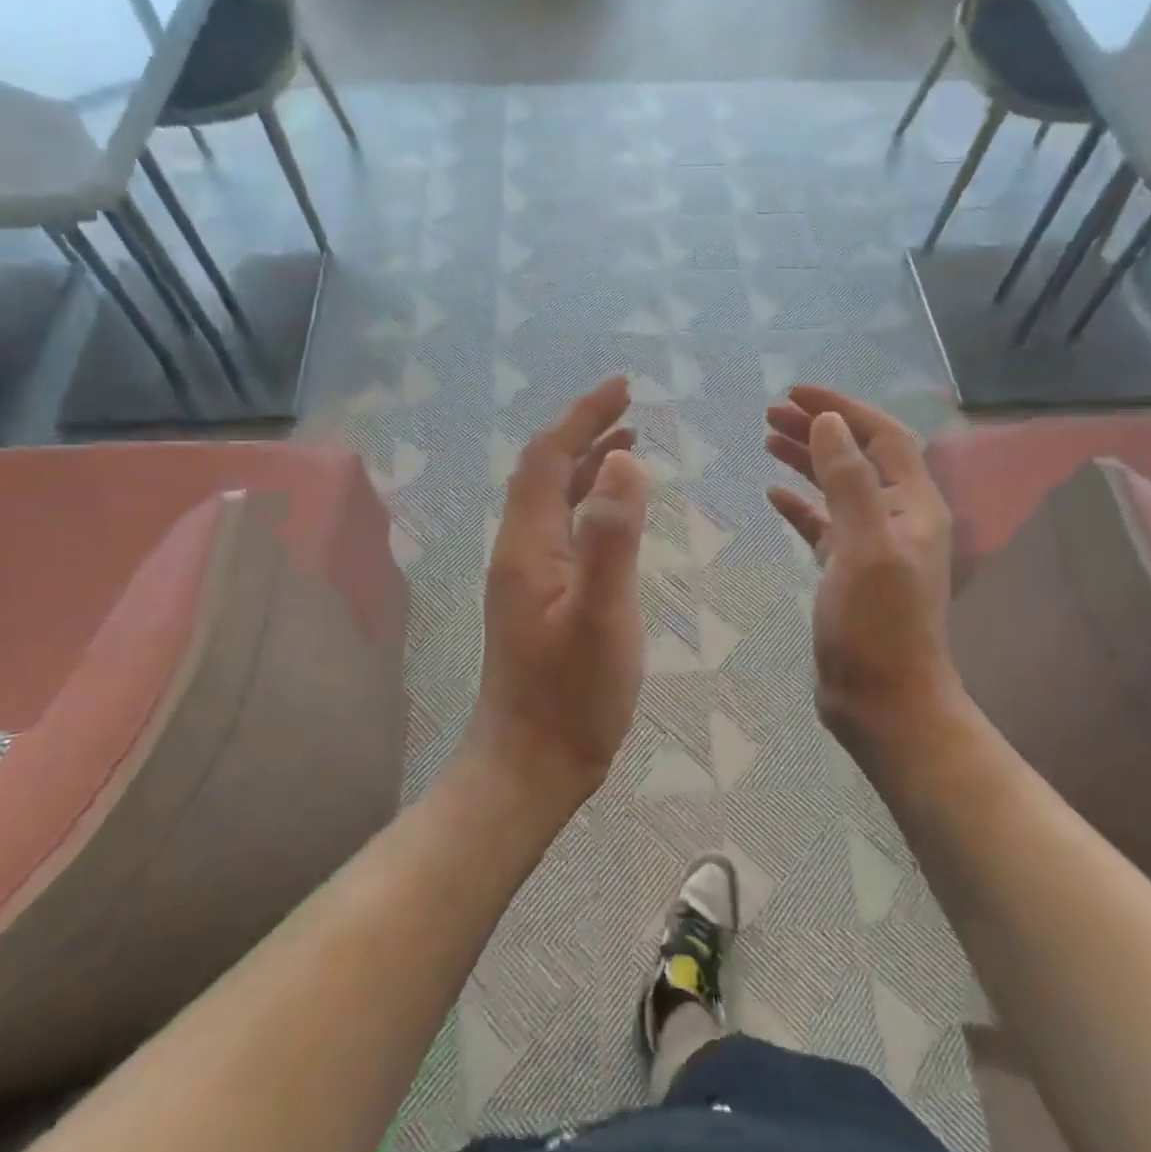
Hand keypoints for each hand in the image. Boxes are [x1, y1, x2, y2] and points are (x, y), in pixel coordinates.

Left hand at [470, 376, 649, 810]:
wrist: (530, 764)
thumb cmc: (571, 696)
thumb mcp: (602, 616)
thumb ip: (612, 539)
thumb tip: (624, 461)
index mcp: (527, 543)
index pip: (548, 457)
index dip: (582, 416)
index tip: (622, 388)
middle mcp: (520, 548)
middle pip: (545, 470)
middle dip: (585, 430)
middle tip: (631, 407)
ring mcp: (528, 574)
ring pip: (554, 499)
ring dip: (588, 464)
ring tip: (630, 443)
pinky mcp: (541, 596)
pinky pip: (564, 528)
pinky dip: (591, 503)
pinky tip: (616, 512)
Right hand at [765, 385, 959, 765]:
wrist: (885, 702)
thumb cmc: (877, 624)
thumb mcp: (864, 546)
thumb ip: (849, 481)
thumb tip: (830, 422)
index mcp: (913, 505)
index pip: (881, 436)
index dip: (842, 408)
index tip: (796, 392)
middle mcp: (897, 517)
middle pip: (858, 456)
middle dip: (818, 429)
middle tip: (770, 412)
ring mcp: (872, 545)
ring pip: (838, 487)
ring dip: (806, 460)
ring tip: (767, 439)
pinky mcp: (848, 572)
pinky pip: (823, 524)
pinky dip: (800, 505)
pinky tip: (773, 495)